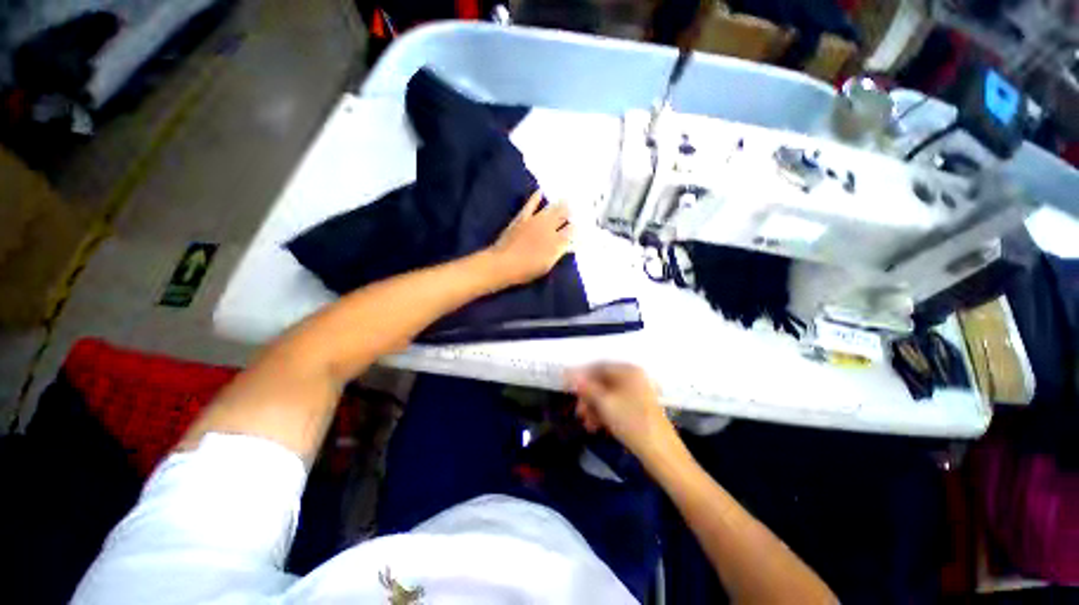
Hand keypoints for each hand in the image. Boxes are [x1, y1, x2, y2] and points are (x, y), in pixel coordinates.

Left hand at [489, 191, 572, 286]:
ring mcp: (535, 221)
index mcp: (557, 241)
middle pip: (564, 216)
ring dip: (560, 204)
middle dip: (572, 212)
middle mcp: (548, 228)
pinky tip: (540, 191)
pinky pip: (530, 205)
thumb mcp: (547, 265)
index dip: (578, 228)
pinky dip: (536, 198)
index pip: (572, 231)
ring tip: (568, 199)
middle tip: (579, 208)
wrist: (504, 263)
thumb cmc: (527, 269)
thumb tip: (570, 244)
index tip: (583, 225)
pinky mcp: (522, 218)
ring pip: (551, 209)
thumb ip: (559, 252)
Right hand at [568, 363, 679, 464]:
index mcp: (628, 370)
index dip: (581, 376)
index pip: (599, 366)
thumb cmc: (631, 421)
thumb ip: (586, 387)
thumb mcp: (604, 403)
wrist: (661, 452)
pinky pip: (616, 405)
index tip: (567, 387)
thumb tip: (570, 374)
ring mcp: (638, 393)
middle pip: (603, 382)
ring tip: (586, 424)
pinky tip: (596, 427)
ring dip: (594, 407)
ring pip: (608, 395)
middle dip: (588, 397)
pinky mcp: (639, 408)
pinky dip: (605, 413)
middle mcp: (633, 378)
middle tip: (578, 412)